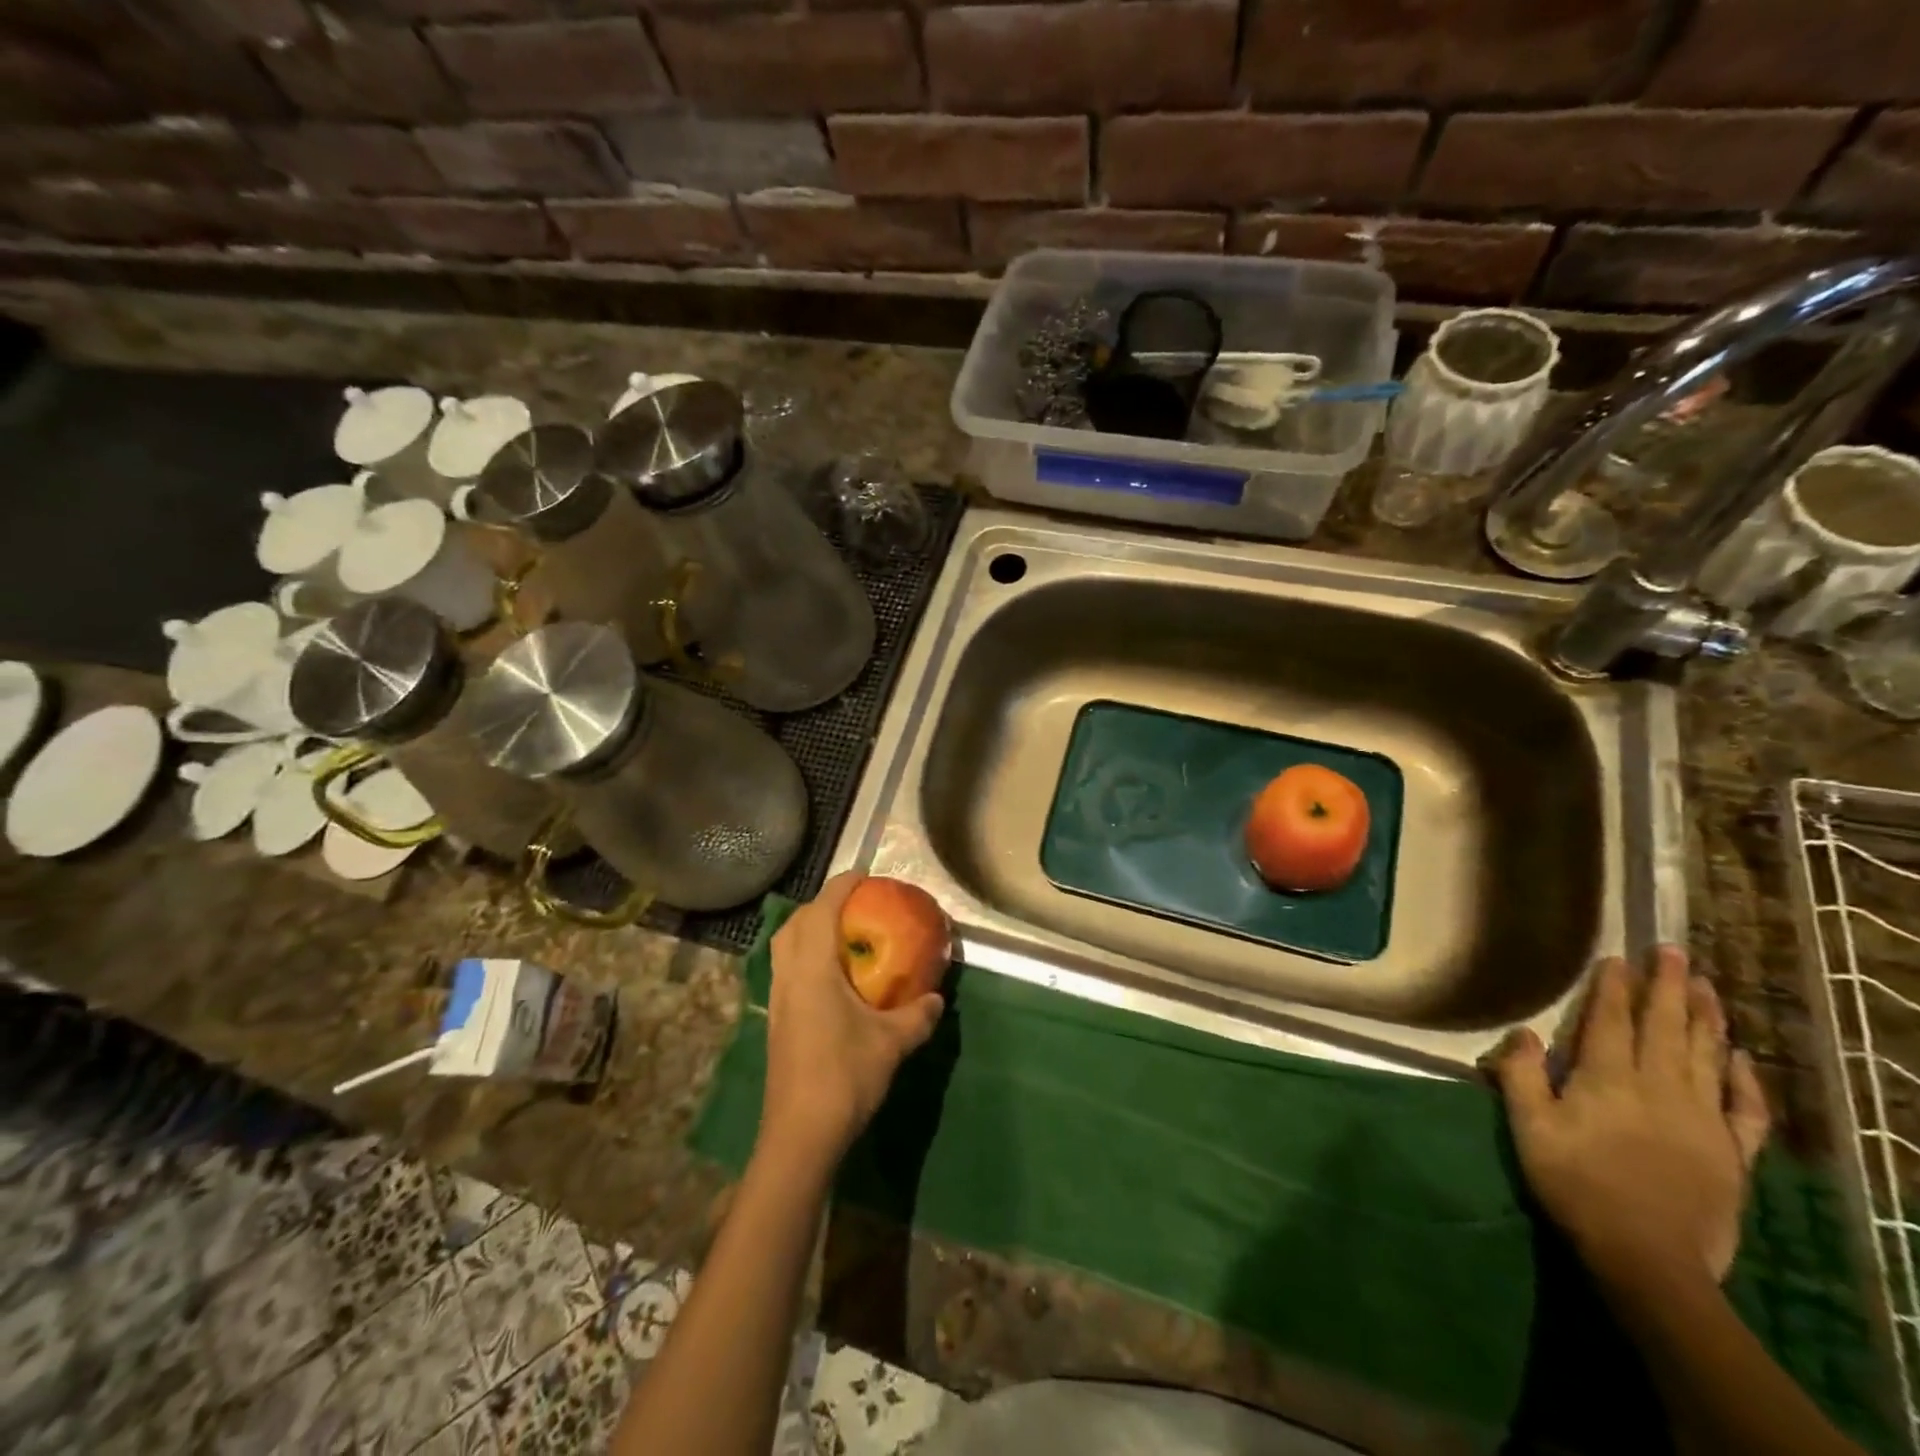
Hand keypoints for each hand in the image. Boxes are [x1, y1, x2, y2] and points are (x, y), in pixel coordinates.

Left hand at [758, 873, 944, 1169]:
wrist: (799, 1135)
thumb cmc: (844, 1077)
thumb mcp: (892, 1043)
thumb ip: (918, 1015)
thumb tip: (938, 998)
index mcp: (812, 969)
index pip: (822, 910)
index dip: (842, 886)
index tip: (865, 875)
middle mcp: (788, 976)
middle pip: (795, 923)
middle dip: (822, 905)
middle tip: (855, 905)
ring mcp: (777, 999)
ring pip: (785, 947)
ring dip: (809, 930)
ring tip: (843, 936)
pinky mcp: (776, 1021)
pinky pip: (786, 969)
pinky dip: (805, 956)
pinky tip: (832, 978)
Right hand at [1492, 946, 1770, 1287]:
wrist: (1647, 1256)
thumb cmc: (1575, 1182)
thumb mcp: (1529, 1126)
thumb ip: (1521, 1075)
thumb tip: (1523, 1032)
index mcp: (1608, 1078)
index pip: (1611, 1020)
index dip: (1614, 987)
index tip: (1619, 957)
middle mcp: (1659, 1087)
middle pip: (1665, 1026)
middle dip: (1668, 986)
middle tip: (1674, 951)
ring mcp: (1702, 1118)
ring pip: (1706, 1055)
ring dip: (1706, 1017)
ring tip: (1706, 985)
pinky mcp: (1732, 1152)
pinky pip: (1745, 1108)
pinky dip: (1746, 1079)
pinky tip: (1741, 1057)